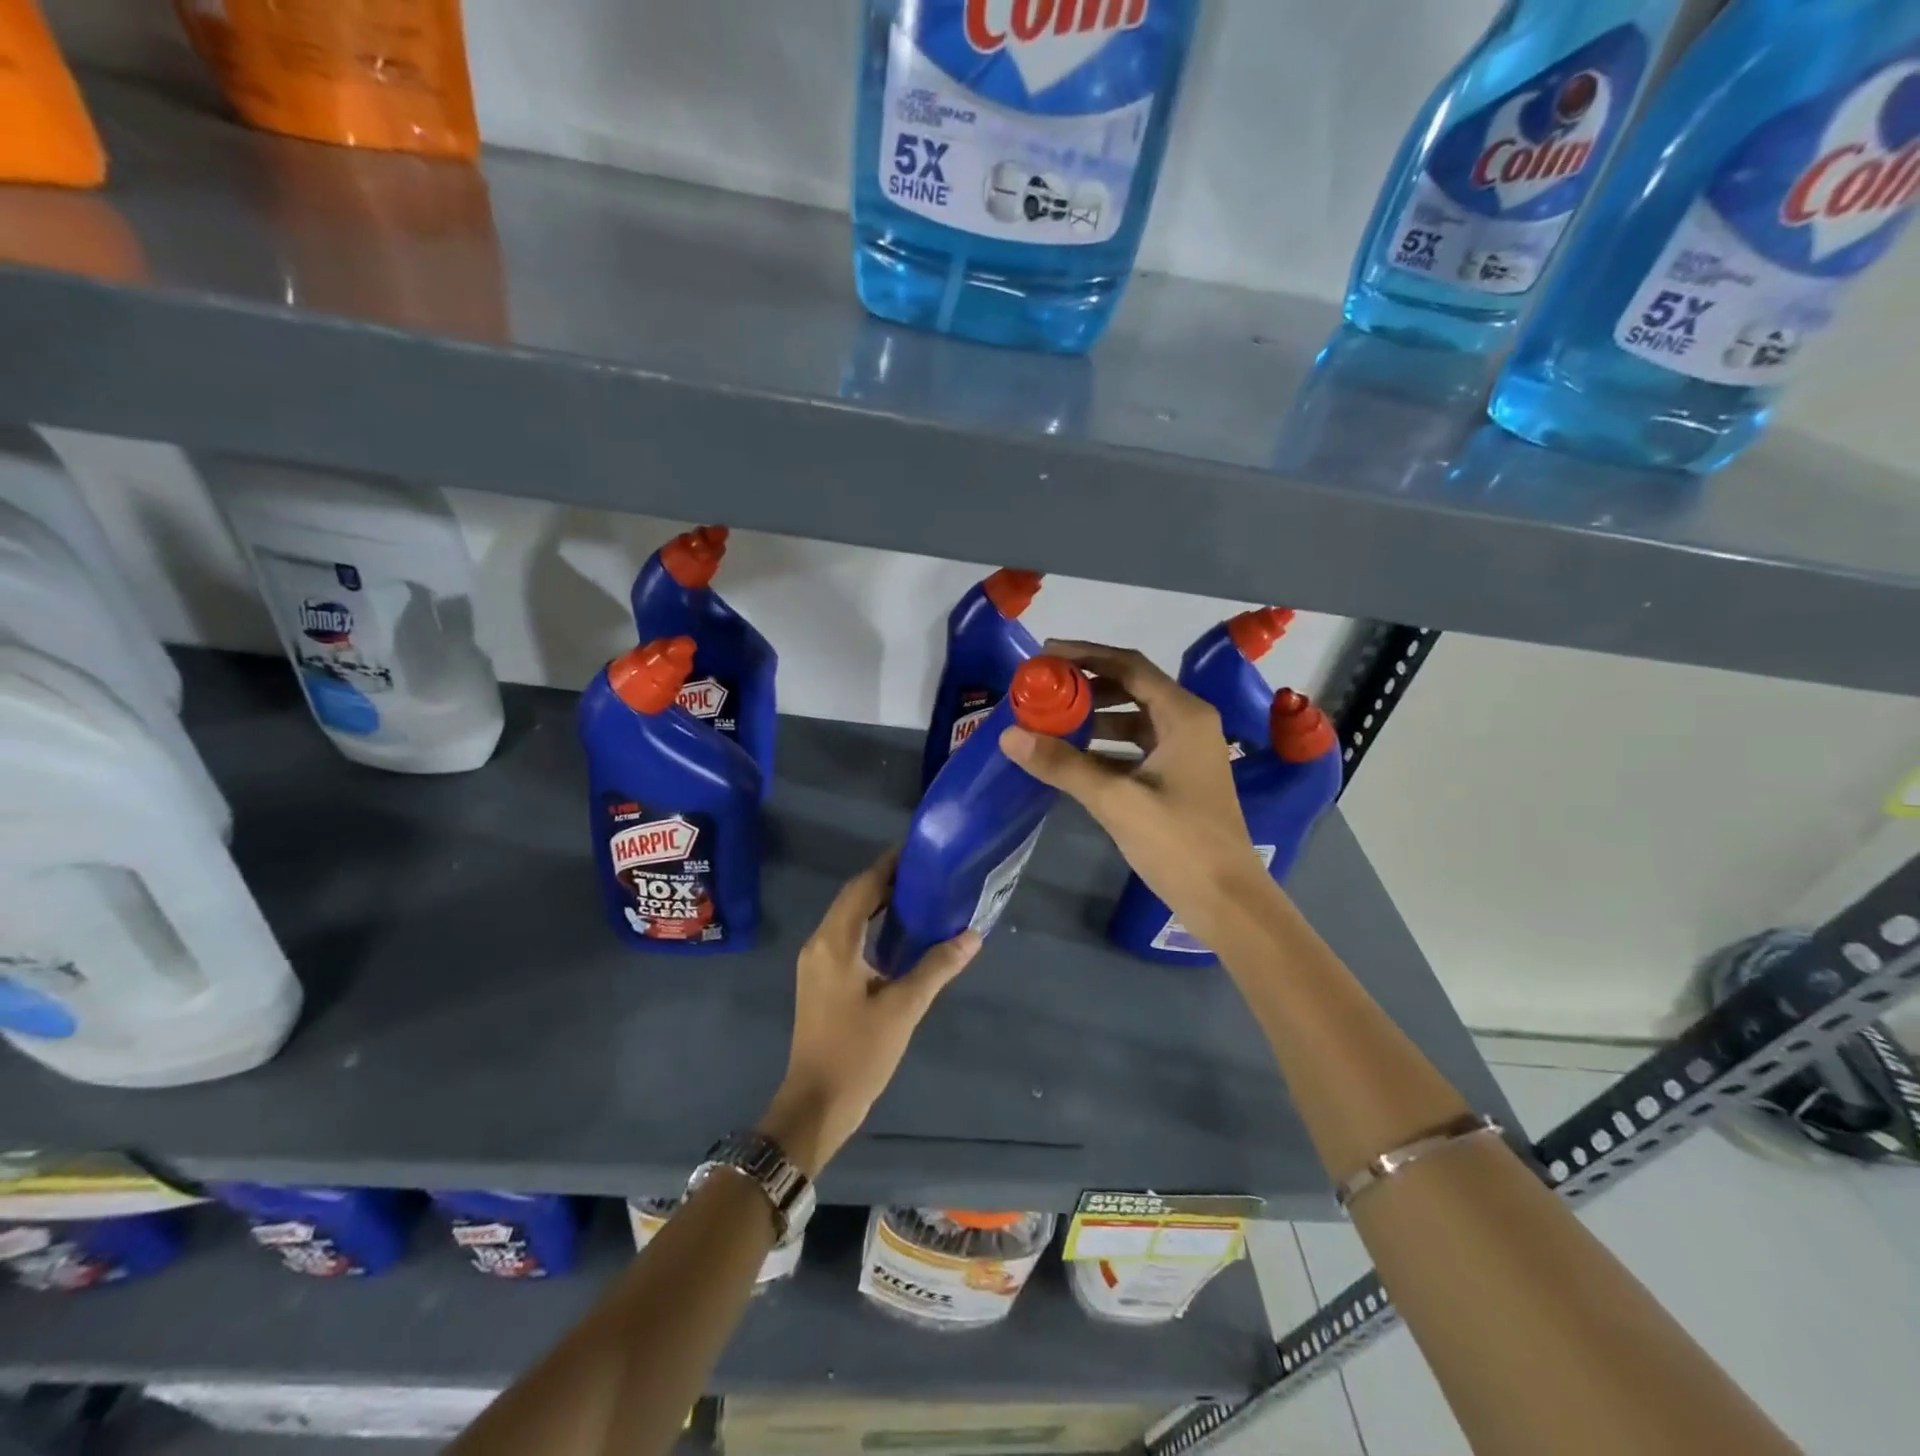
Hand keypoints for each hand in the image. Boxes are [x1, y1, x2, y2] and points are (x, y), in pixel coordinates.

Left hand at [758, 852, 980, 1177]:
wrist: (816, 1104)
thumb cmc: (858, 1053)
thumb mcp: (903, 1008)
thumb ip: (937, 967)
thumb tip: (973, 935)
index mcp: (834, 942)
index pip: (863, 887)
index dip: (889, 866)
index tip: (920, 851)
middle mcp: (820, 943)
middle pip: (854, 898)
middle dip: (887, 881)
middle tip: (929, 872)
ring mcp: (817, 962)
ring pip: (849, 917)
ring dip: (879, 903)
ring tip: (920, 895)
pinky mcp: (821, 979)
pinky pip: (847, 936)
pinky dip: (871, 925)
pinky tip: (900, 933)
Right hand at [999, 640, 1273, 939]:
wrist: (1227, 900)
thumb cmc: (1178, 843)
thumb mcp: (1116, 801)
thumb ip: (1063, 765)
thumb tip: (1010, 736)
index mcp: (1183, 715)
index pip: (1128, 666)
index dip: (1084, 655)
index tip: (1043, 655)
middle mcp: (1188, 723)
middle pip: (1131, 687)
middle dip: (1086, 686)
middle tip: (1042, 690)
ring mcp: (1186, 751)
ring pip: (1134, 718)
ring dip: (1095, 716)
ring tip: (1051, 721)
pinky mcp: (1180, 777)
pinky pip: (1137, 746)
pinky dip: (1106, 745)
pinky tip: (1075, 757)